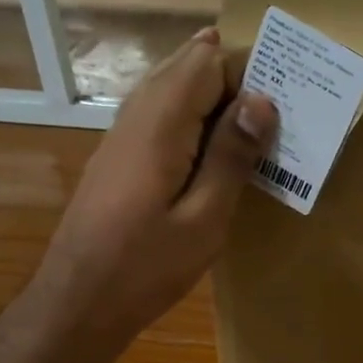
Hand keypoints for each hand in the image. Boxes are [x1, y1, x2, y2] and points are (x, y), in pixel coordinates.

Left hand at [34, 29, 276, 353]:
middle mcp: (136, 115)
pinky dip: (190, 122)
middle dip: (232, 79)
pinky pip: (158, 116)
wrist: (79, 302)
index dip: (247, 71)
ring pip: (170, 89)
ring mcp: (120, 135)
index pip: (207, 61)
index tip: (284, 103)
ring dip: (212, 100)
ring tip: (251, 133)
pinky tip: (211, 155)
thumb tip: (262, 100)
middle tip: (275, 115)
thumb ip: (231, 156)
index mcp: (161, 123)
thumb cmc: (147, 268)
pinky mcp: (116, 157)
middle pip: (186, 66)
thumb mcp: (204, 219)